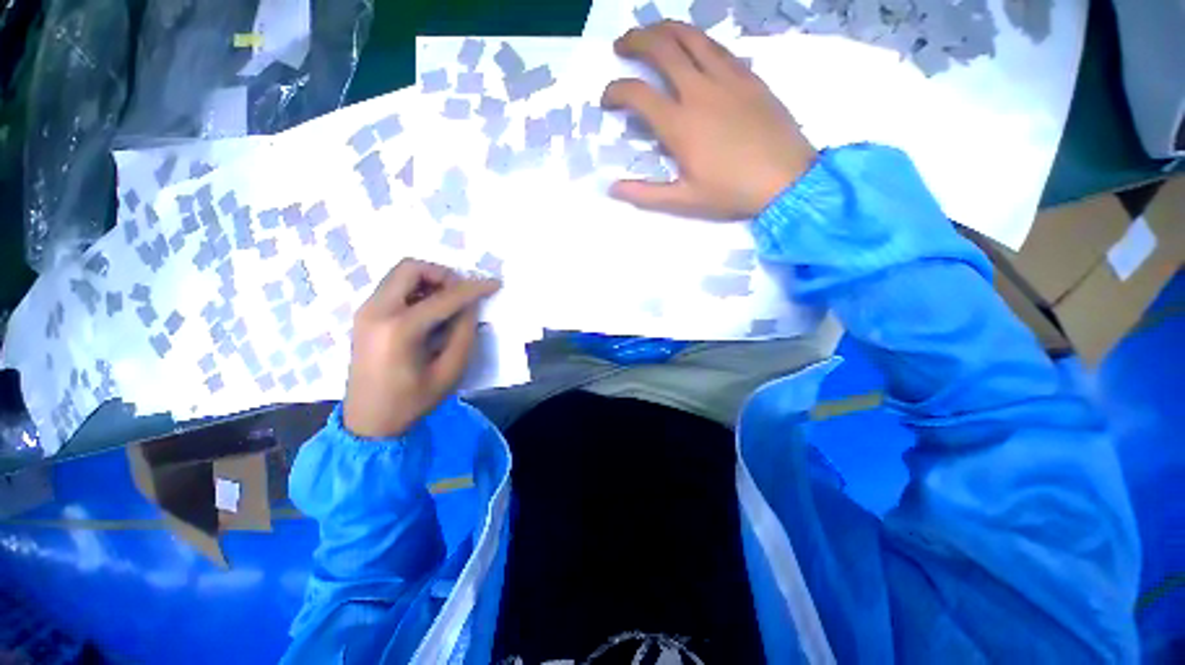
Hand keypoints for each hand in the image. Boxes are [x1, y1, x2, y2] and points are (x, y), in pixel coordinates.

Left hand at [343, 259, 500, 438]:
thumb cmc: (412, 401)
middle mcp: (377, 311)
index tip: (494, 284)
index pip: (445, 297)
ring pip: (400, 274)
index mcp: (400, 329)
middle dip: (443, 275)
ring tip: (448, 304)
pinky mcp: (364, 315)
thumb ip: (464, 333)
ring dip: (429, 281)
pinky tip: (429, 311)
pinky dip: (416, 290)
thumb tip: (471, 305)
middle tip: (461, 294)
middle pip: (411, 267)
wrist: (368, 421)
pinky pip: (393, 287)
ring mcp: (366, 311)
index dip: (474, 288)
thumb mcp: (450, 371)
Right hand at [602, 21, 816, 219]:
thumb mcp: (683, 200)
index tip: (607, 99)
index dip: (615, 91)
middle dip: (634, 41)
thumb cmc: (731, 192)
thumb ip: (645, 194)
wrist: (786, 179)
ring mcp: (727, 78)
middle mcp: (699, 91)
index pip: (637, 94)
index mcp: (680, 125)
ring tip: (651, 32)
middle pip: (661, 48)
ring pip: (690, 37)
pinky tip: (692, 47)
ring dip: (665, 29)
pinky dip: (697, 40)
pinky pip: (717, 46)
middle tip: (622, 45)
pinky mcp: (748, 75)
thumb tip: (612, 189)